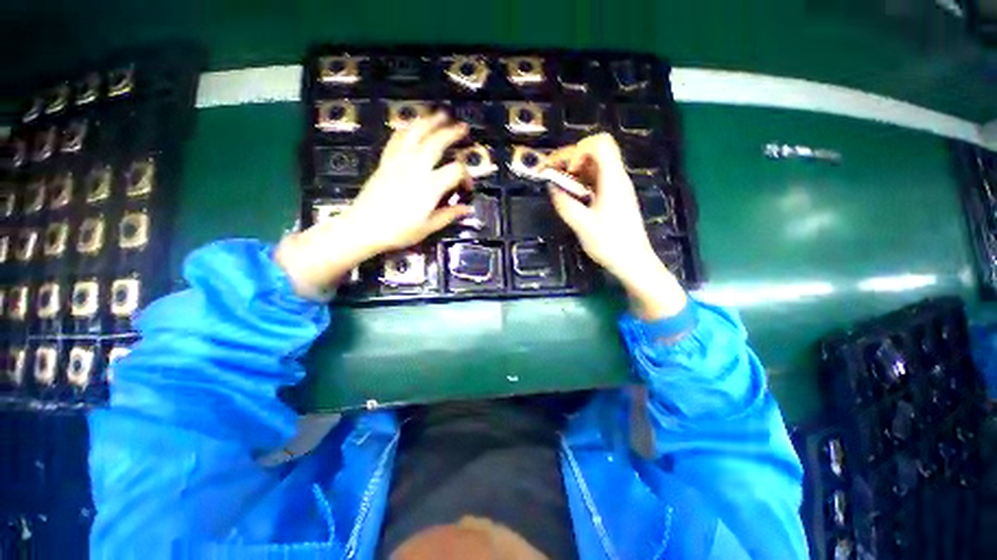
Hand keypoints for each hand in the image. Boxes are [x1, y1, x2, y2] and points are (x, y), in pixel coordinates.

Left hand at [277, 112, 471, 299]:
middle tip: (462, 127)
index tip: (467, 186)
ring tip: (439, 114)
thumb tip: (467, 209)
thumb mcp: (428, 227)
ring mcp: (398, 162)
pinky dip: (406, 129)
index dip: (466, 175)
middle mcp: (416, 169)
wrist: (364, 227)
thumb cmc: (399, 231)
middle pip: (436, 143)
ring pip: (415, 134)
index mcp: (430, 187)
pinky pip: (396, 139)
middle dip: (452, 133)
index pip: (455, 171)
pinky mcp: (385, 162)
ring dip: (429, 122)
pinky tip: (411, 125)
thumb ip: (449, 215)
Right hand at [545, 133, 685, 319]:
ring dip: (573, 169)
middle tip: (549, 172)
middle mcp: (616, 178)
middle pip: (594, 151)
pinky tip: (570, 195)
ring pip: (593, 164)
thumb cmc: (610, 244)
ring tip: (556, 184)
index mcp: (613, 180)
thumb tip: (551, 187)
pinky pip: (595, 179)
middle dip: (569, 157)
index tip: (567, 172)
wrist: (633, 261)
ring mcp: (616, 187)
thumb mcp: (582, 226)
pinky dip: (579, 181)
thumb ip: (565, 204)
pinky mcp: (613, 197)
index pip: (600, 143)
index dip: (579, 150)